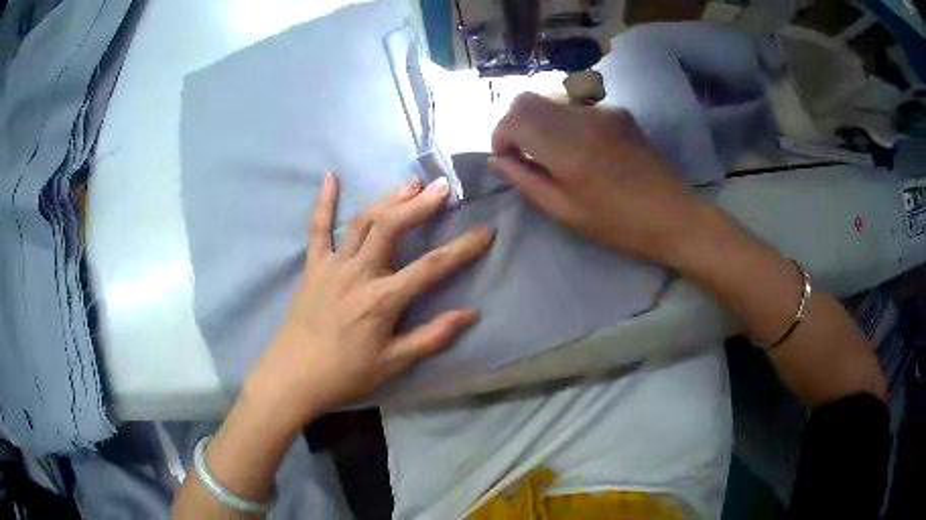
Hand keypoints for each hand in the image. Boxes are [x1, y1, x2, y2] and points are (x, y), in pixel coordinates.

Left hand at [245, 173, 492, 429]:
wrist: (293, 377)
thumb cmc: (345, 374)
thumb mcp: (393, 363)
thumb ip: (432, 337)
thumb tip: (471, 314)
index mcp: (382, 299)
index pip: (431, 267)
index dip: (462, 248)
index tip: (486, 231)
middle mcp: (358, 273)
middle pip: (392, 228)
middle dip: (420, 205)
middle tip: (442, 187)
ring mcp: (332, 266)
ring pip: (363, 222)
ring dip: (387, 200)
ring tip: (410, 185)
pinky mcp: (313, 267)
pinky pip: (317, 229)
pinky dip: (323, 202)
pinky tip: (330, 177)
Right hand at [490, 93, 704, 264]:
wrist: (674, 215)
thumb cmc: (619, 224)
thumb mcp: (565, 212)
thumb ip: (526, 181)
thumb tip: (497, 160)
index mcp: (567, 146)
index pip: (514, 116)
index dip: (501, 135)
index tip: (507, 159)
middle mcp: (582, 117)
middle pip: (528, 99)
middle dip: (516, 124)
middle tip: (525, 154)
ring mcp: (603, 111)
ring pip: (552, 101)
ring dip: (541, 123)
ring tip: (555, 154)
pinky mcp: (618, 112)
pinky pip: (577, 108)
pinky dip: (566, 123)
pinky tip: (584, 149)